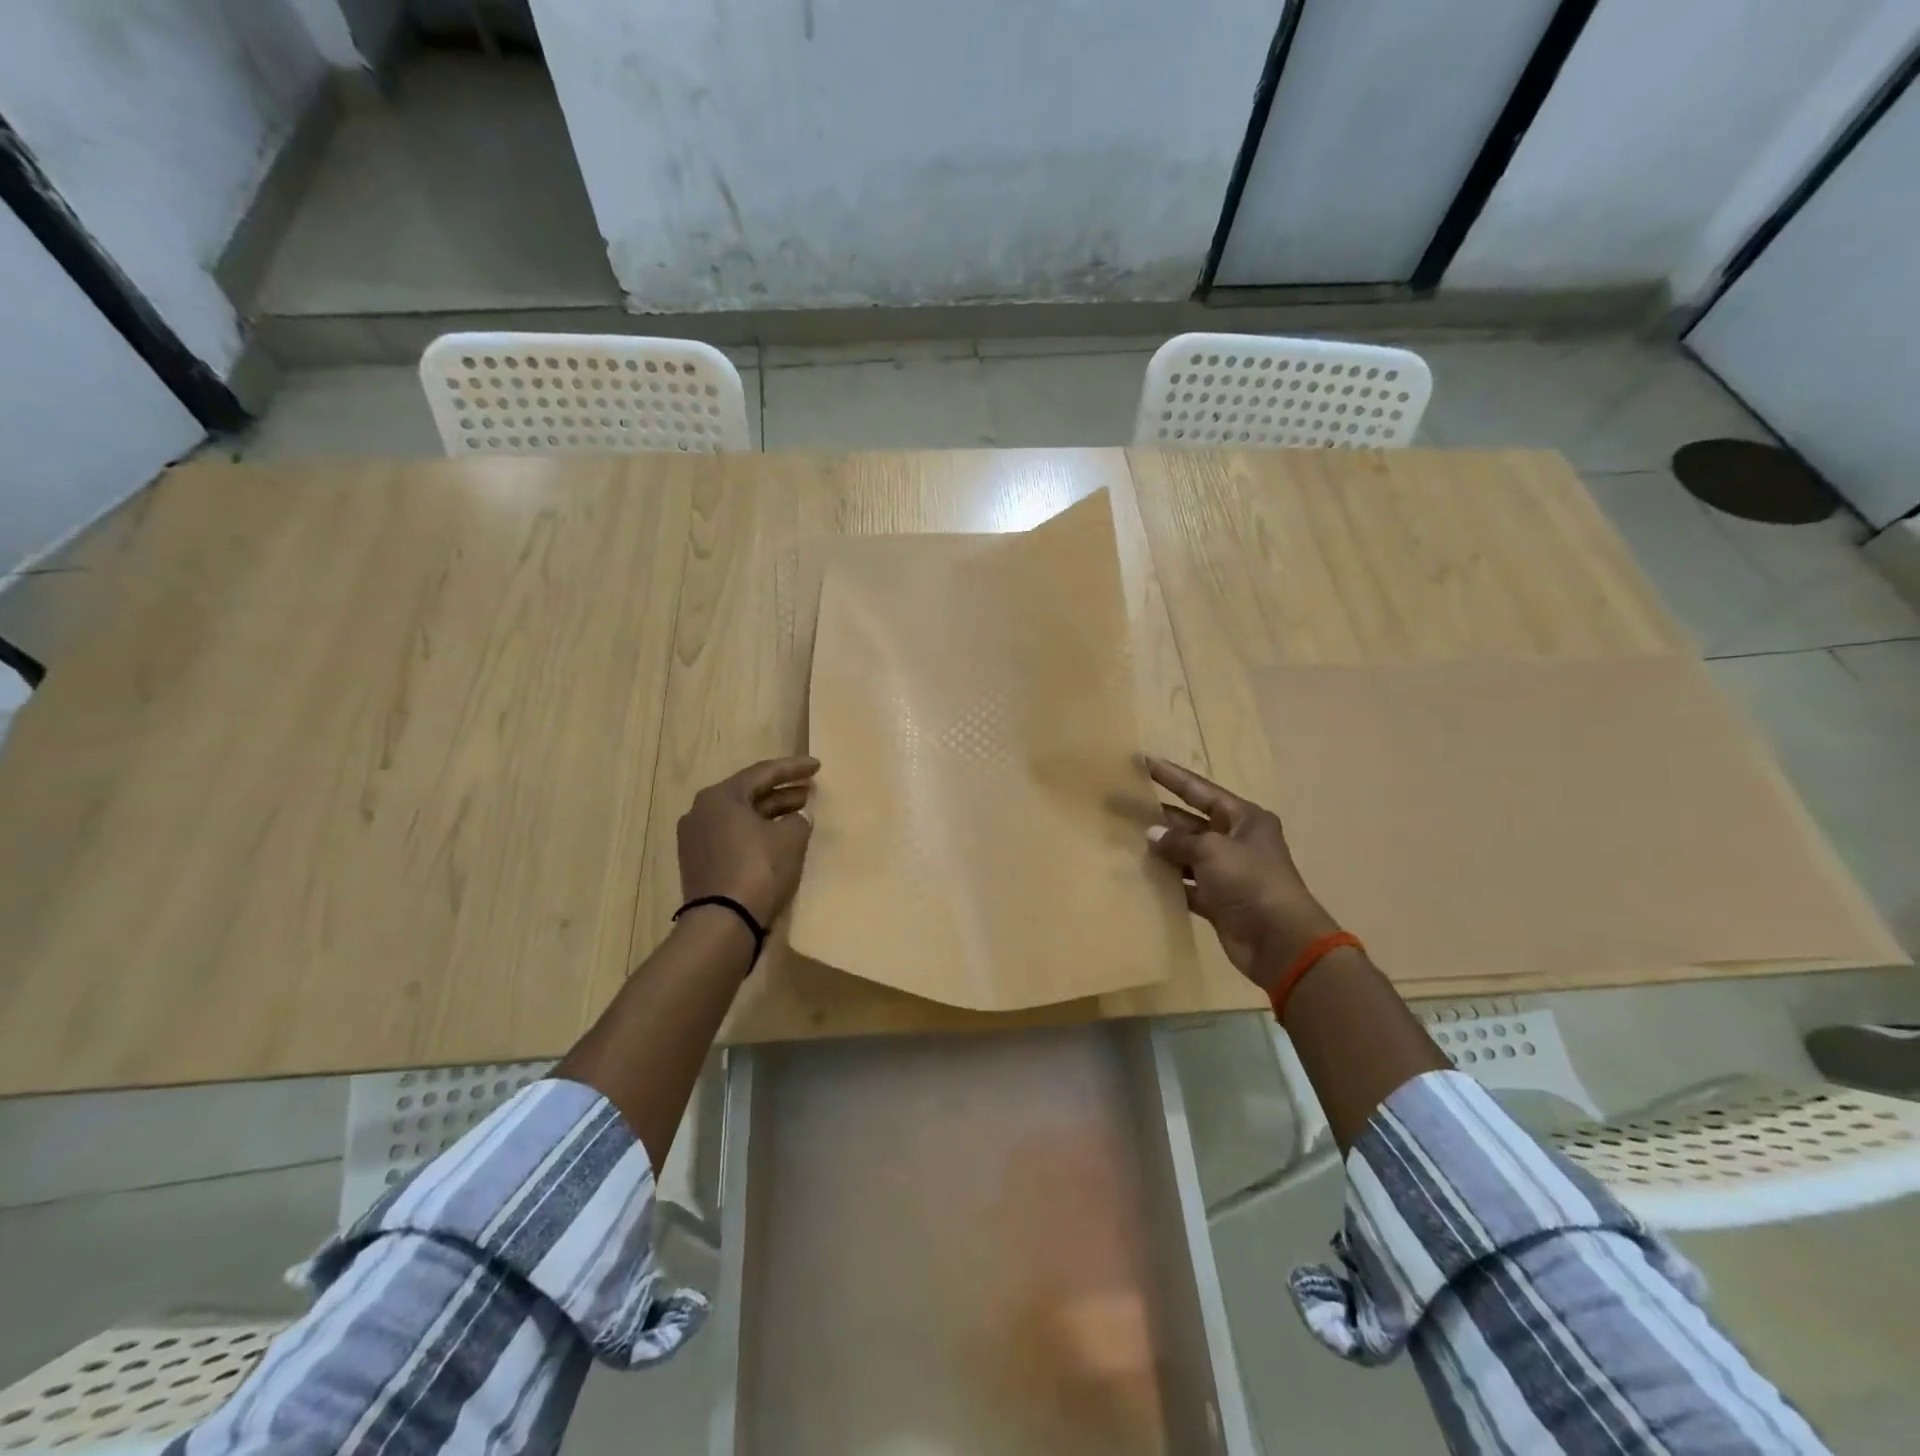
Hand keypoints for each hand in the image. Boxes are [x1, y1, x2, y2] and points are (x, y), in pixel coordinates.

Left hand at [677, 756, 819, 926]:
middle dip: (782, 792)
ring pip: (740, 817)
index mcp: (720, 797)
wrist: (724, 924)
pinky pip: (733, 838)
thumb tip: (796, 820)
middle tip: (810, 790)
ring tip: (800, 813)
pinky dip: (756, 833)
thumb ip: (799, 820)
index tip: (817, 766)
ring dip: (770, 814)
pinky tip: (778, 838)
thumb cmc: (758, 870)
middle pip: (749, 794)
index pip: (763, 773)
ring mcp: (696, 840)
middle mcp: (701, 812)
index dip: (793, 768)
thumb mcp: (791, 838)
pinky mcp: (700, 864)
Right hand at [1145, 757, 1338, 990]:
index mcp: (1244, 819)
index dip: (1173, 777)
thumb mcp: (1212, 850)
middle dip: (1161, 816)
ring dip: (1163, 850)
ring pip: (1188, 854)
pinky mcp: (1219, 900)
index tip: (1146, 762)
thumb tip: (1152, 834)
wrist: (1279, 940)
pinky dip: (1169, 881)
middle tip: (1126, 805)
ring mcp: (1228, 872)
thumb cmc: (1250, 881)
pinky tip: (1142, 876)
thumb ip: (1179, 841)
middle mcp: (1237, 841)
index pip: (1201, 791)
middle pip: (1192, 822)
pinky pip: (1187, 885)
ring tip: (1126, 839)